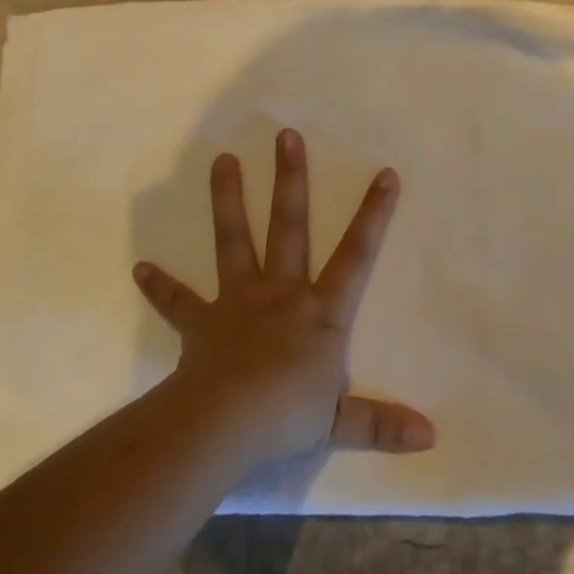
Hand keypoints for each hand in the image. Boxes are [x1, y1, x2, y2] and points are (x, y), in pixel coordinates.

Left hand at [131, 129, 435, 466]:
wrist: (223, 426)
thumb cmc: (287, 415)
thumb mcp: (341, 423)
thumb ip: (382, 424)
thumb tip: (432, 437)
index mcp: (321, 312)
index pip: (356, 255)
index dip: (373, 214)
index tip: (384, 173)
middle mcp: (282, 293)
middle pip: (289, 227)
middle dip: (291, 180)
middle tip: (286, 136)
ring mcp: (239, 303)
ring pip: (236, 242)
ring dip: (229, 201)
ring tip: (222, 160)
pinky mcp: (203, 324)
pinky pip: (180, 303)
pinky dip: (161, 287)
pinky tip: (140, 268)